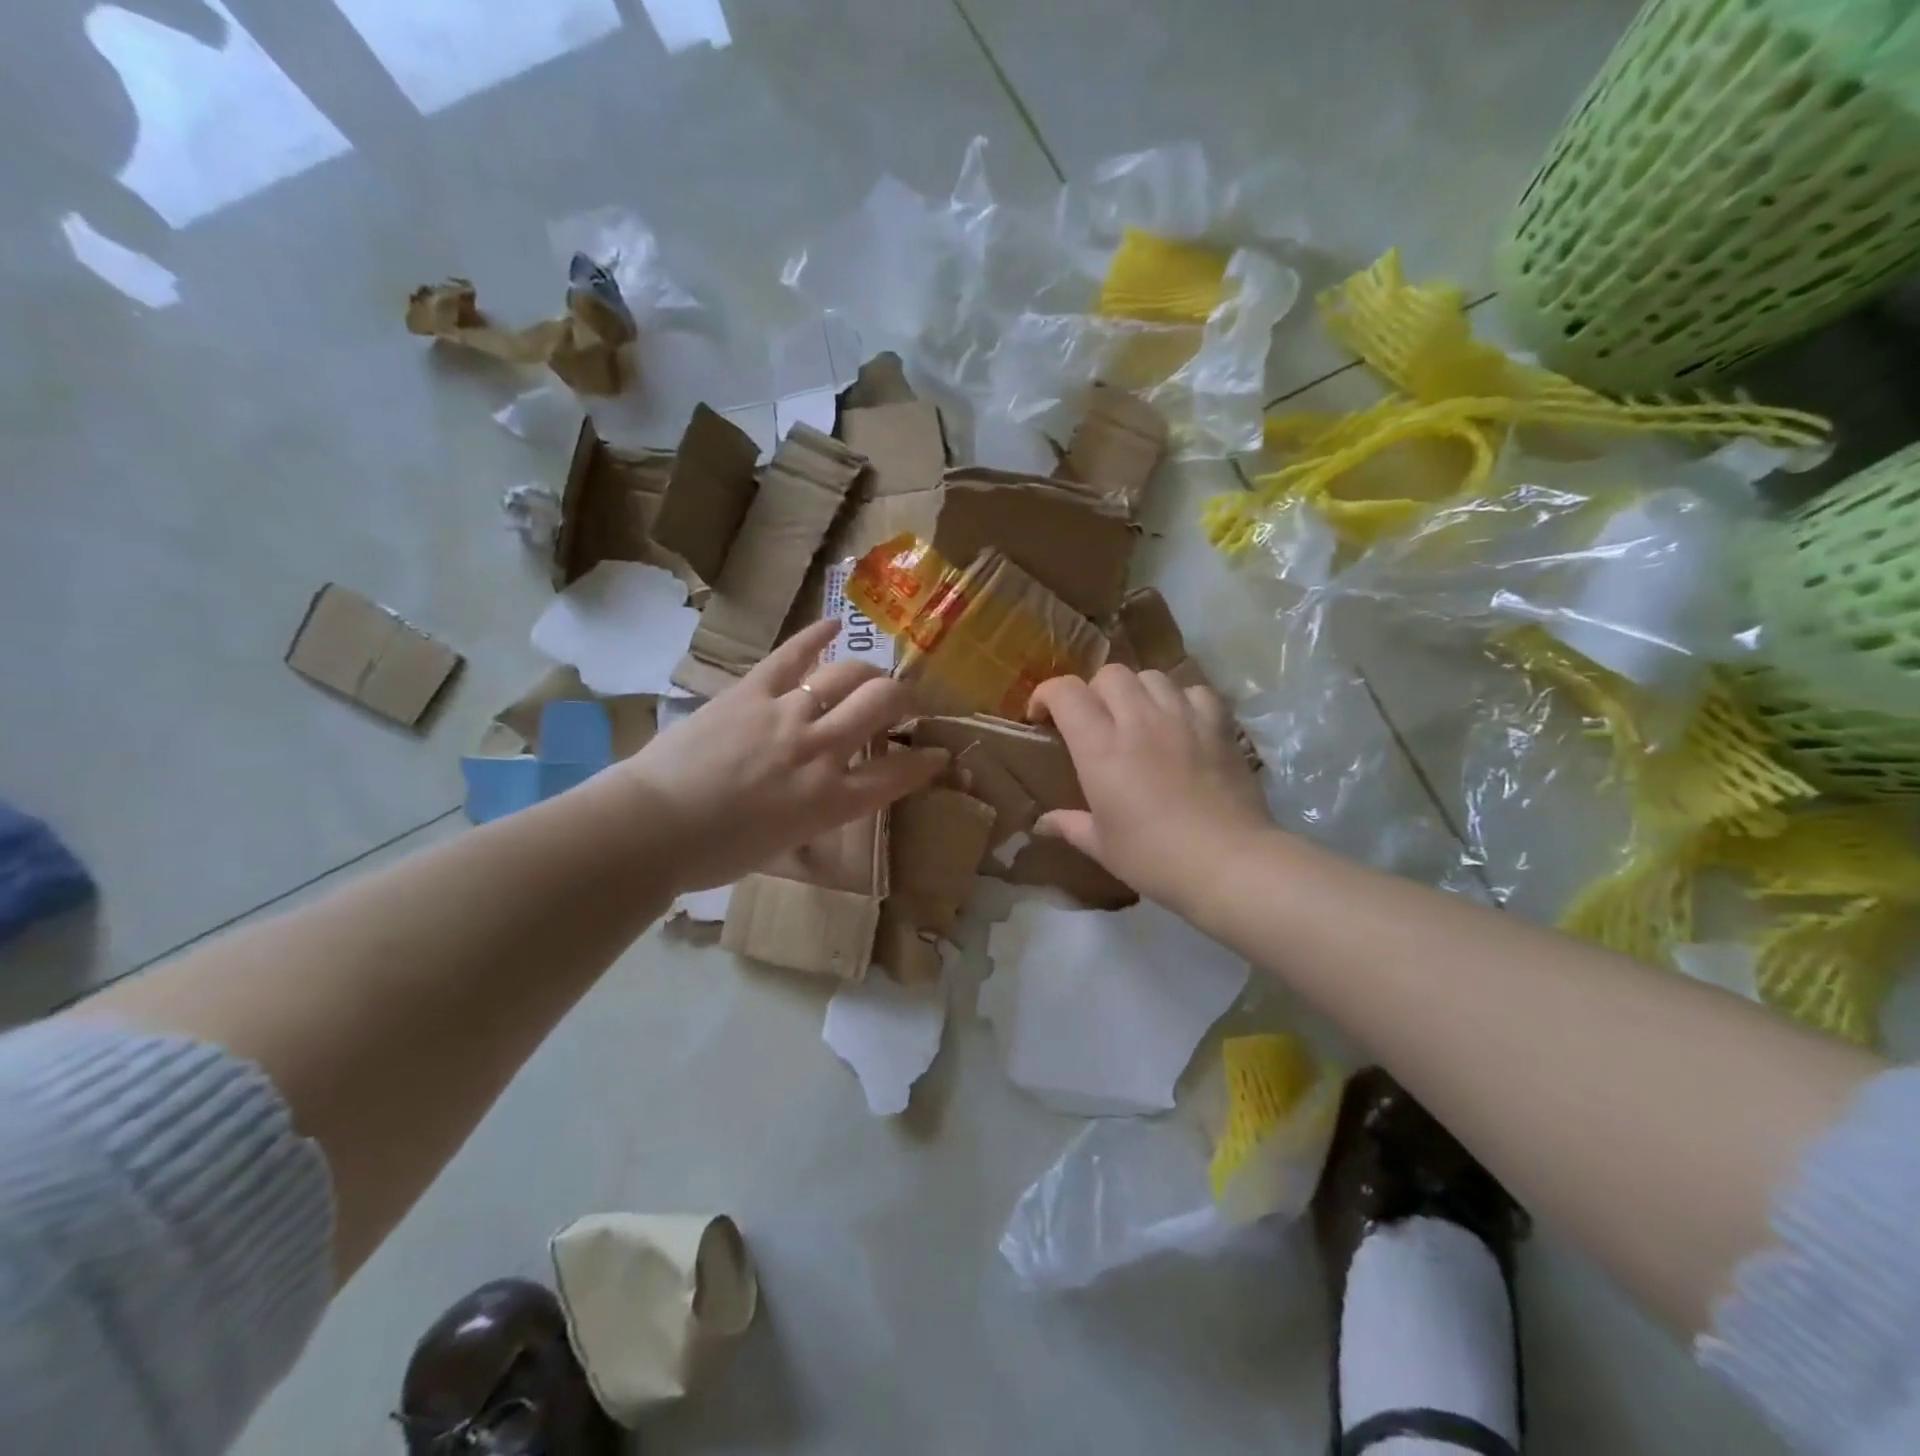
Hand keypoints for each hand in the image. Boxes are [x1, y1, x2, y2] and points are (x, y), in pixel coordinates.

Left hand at [620, 620, 945, 892]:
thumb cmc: (717, 854)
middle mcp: (820, 750)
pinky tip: (833, 624)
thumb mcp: (786, 843)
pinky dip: (815, 636)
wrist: (651, 828)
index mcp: (831, 800)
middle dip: (902, 699)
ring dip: (867, 671)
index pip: (898, 774)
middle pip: (882, 704)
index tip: (938, 754)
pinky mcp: (751, 691)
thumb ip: (819, 813)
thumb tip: (830, 794)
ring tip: (868, 675)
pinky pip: (792, 655)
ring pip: (847, 673)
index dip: (926, 762)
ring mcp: (786, 714)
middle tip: (899, 703)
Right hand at [1029, 665, 1271, 910]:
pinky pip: (1195, 691)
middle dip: (1094, 691)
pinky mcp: (1218, 725)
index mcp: (1100, 747)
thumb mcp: (1102, 846)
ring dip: (1137, 691)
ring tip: (1138, 718)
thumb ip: (1069, 825)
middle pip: (1109, 674)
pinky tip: (1181, 723)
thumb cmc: (1154, 857)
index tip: (1042, 717)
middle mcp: (1139, 720)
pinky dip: (1182, 700)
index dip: (1047, 695)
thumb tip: (1041, 824)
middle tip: (1095, 721)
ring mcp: (1182, 718)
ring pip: (1152, 676)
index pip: (1065, 692)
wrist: (1228, 863)